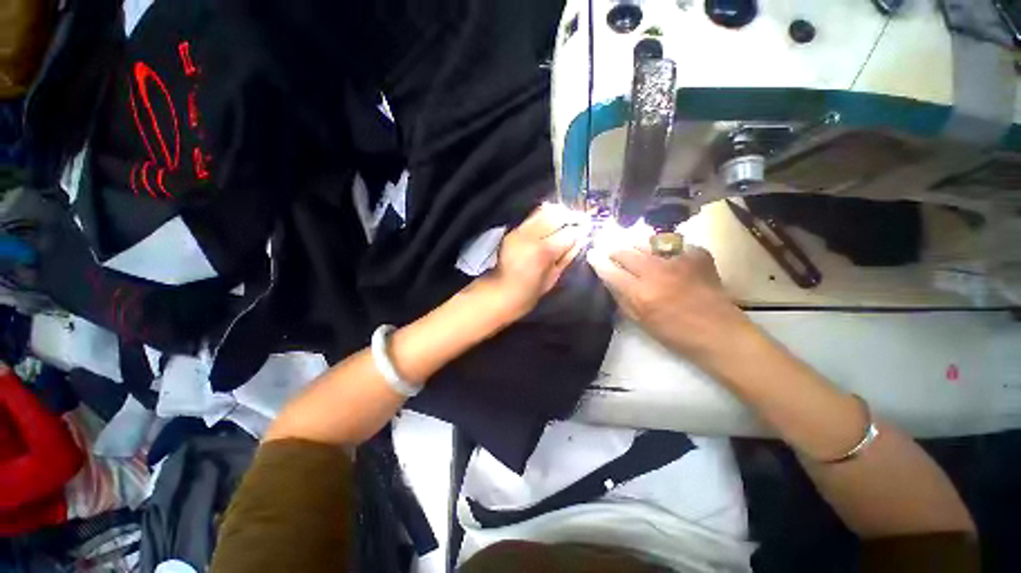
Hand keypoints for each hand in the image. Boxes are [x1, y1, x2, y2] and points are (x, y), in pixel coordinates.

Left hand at [481, 203, 588, 321]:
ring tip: (569, 218)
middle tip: (582, 220)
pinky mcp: (514, 230)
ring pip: (544, 211)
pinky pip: (533, 215)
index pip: (568, 233)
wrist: (500, 292)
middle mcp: (531, 236)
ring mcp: (520, 231)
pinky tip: (554, 220)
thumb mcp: (553, 278)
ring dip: (560, 212)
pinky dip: (546, 215)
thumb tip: (581, 240)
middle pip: (557, 216)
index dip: (581, 230)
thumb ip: (567, 256)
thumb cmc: (529, 293)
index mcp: (543, 252)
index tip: (589, 229)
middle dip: (572, 216)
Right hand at [586, 238, 751, 358]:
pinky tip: (666, 257)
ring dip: (635, 246)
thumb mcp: (640, 321)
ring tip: (635, 251)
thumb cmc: (675, 334)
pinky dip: (665, 248)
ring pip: (646, 241)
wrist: (720, 333)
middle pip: (625, 251)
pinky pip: (672, 243)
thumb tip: (609, 279)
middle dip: (613, 250)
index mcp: (641, 293)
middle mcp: (656, 271)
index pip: (610, 270)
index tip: (592, 254)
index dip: (597, 260)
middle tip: (612, 253)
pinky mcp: (697, 254)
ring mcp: (678, 260)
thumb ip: (621, 298)